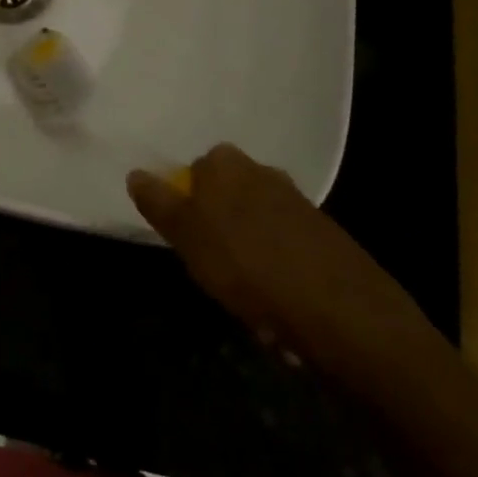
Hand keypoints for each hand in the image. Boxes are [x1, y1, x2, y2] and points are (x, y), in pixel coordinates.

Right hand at [128, 144, 434, 381]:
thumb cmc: (249, 268)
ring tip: (247, 292)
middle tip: (212, 268)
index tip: (187, 244)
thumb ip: (160, 204)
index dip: (186, 209)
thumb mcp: (189, 237)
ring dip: (247, 247)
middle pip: (225, 195)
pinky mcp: (323, 233)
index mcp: (226, 164)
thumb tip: (135, 173)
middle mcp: (262, 171)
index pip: (192, 174)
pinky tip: (279, 299)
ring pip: (255, 219)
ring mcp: (297, 201)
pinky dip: (276, 264)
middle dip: (217, 225)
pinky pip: (284, 244)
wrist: (342, 312)